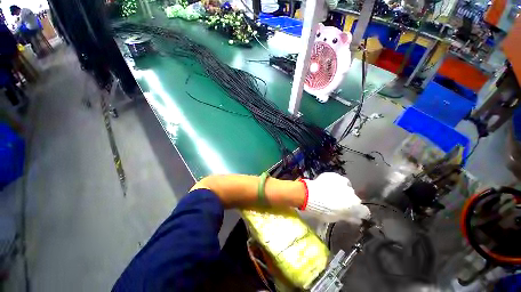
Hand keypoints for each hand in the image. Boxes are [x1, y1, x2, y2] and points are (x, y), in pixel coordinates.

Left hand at [301, 173, 369, 223]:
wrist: (309, 195)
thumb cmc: (322, 210)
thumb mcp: (336, 217)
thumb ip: (348, 217)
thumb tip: (356, 219)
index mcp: (354, 205)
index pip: (363, 211)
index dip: (359, 213)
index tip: (355, 214)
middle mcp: (351, 192)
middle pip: (353, 198)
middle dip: (348, 200)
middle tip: (339, 202)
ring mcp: (342, 182)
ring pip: (346, 187)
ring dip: (342, 190)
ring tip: (333, 192)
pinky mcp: (334, 175)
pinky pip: (338, 180)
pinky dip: (335, 183)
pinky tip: (328, 185)